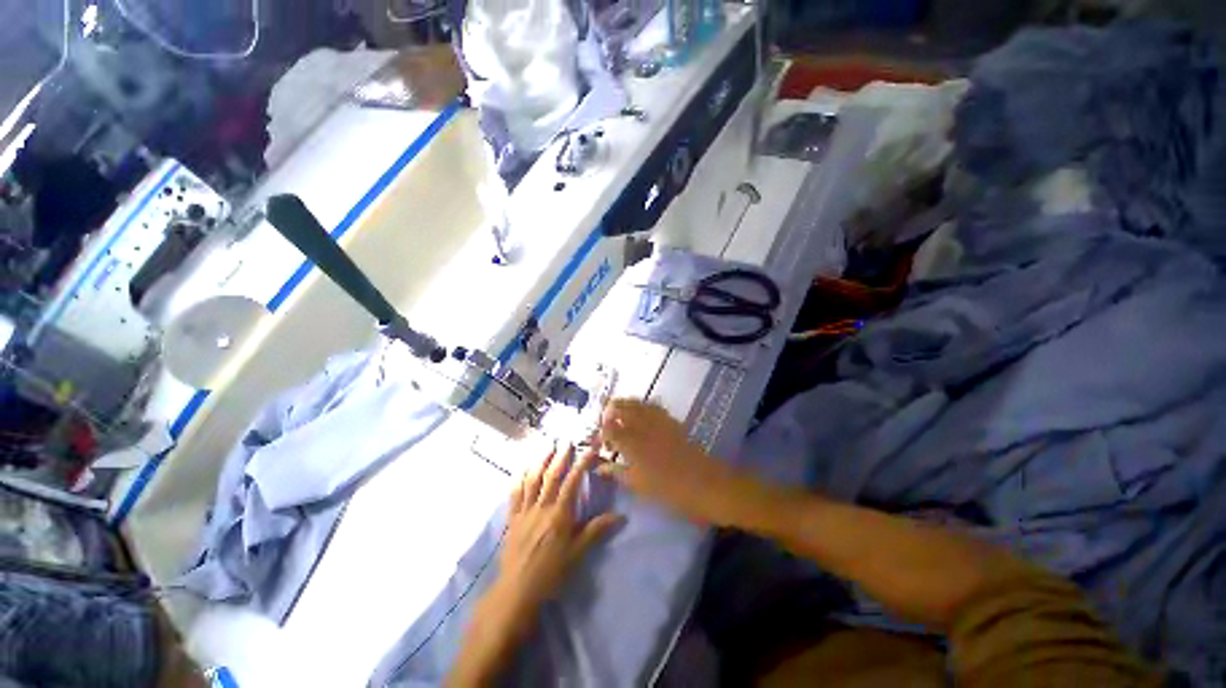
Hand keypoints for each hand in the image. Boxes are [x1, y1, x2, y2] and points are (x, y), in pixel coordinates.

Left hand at [495, 445, 623, 613]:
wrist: (516, 591)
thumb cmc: (551, 573)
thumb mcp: (578, 553)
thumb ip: (597, 531)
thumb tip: (621, 517)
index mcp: (560, 514)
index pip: (573, 481)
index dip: (582, 463)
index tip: (591, 449)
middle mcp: (542, 506)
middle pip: (552, 475)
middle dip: (561, 456)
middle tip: (567, 440)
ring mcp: (525, 511)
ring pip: (533, 479)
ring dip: (540, 461)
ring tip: (547, 446)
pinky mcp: (512, 518)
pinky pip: (515, 493)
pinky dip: (520, 478)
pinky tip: (523, 469)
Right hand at [596, 399, 738, 524]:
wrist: (706, 485)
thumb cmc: (670, 491)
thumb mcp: (640, 486)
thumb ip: (618, 473)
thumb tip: (600, 466)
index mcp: (633, 445)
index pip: (610, 430)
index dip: (602, 431)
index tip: (599, 438)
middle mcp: (643, 428)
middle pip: (622, 409)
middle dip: (610, 410)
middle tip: (604, 416)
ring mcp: (659, 422)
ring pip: (637, 404)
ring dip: (625, 403)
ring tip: (617, 407)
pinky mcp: (672, 422)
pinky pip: (654, 406)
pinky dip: (643, 404)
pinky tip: (640, 408)